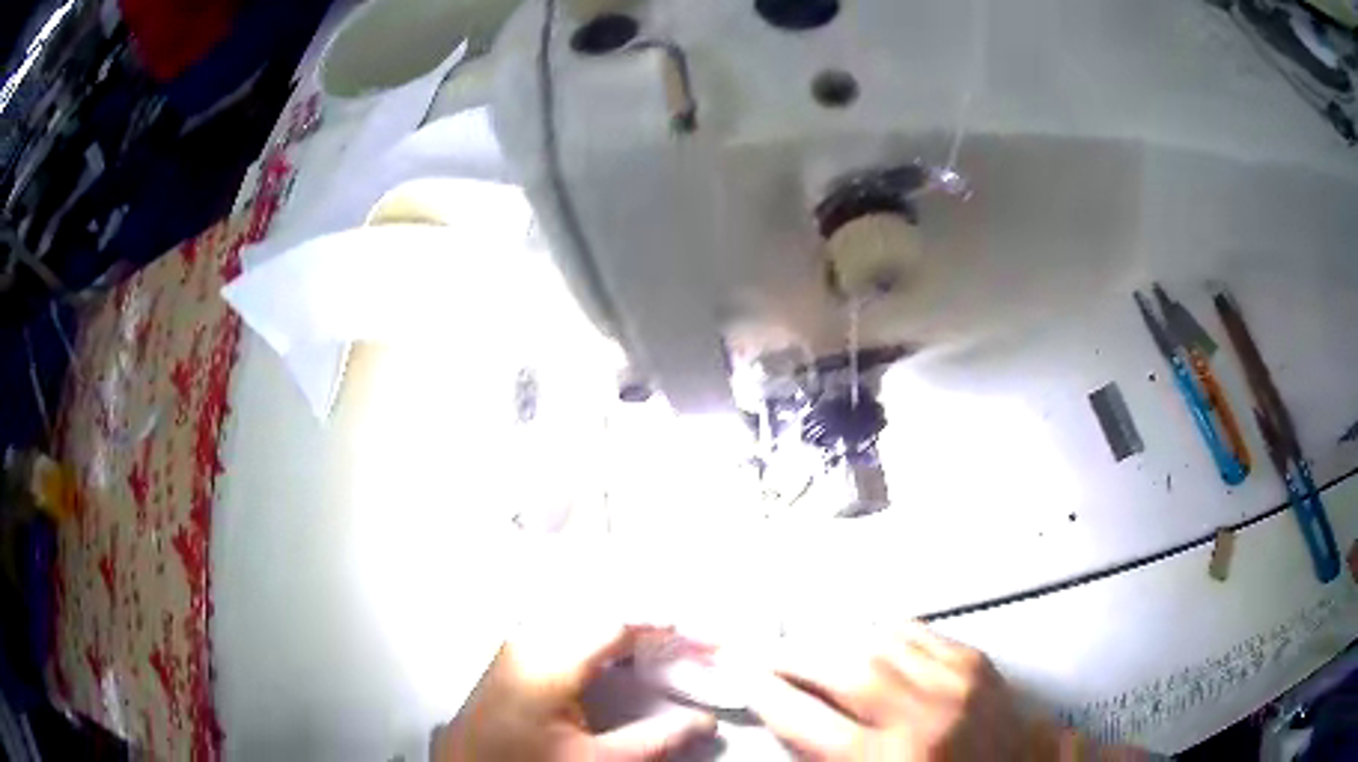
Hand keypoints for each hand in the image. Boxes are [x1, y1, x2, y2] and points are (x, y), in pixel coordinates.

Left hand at [434, 622, 717, 760]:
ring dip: (628, 626)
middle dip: (652, 622)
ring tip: (667, 642)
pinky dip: (603, 635)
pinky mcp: (514, 655)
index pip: (620, 624)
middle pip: (602, 611)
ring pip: (583, 615)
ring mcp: (516, 643)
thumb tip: (705, 721)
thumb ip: (655, 739)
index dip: (669, 629)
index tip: (707, 639)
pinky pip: (566, 627)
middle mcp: (528, 638)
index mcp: (547, 659)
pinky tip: (624, 651)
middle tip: (693, 640)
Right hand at [747, 624, 1047, 760]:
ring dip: (833, 639)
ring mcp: (954, 680)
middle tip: (766, 653)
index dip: (768, 696)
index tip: (745, 680)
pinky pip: (917, 631)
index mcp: (890, 760)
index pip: (809, 721)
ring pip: (877, 641)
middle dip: (793, 657)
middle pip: (841, 668)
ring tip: (809, 644)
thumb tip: (791, 720)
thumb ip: (831, 756)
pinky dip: (881, 630)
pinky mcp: (975, 661)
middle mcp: (922, 714)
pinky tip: (864, 635)